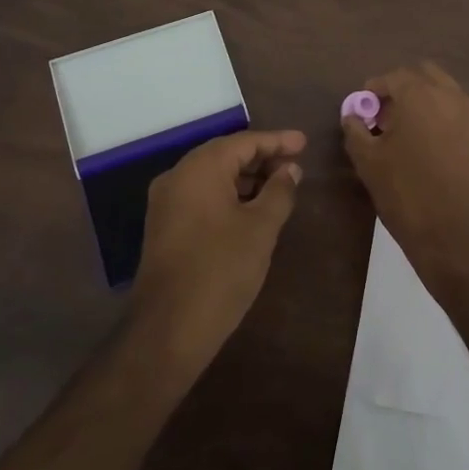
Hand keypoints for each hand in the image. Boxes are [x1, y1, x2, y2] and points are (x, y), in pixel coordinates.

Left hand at [131, 129, 305, 369]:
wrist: (168, 328)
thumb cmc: (221, 270)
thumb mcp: (260, 228)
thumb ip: (279, 192)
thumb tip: (290, 170)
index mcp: (200, 168)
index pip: (244, 142)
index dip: (277, 141)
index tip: (304, 143)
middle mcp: (178, 176)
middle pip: (225, 155)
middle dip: (261, 158)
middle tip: (295, 165)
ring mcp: (166, 202)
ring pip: (212, 176)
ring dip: (245, 178)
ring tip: (279, 187)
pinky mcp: (164, 226)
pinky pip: (201, 196)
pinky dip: (227, 195)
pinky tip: (251, 209)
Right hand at [343, 63, 468, 295]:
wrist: (458, 235)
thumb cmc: (407, 192)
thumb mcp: (368, 162)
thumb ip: (356, 131)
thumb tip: (352, 116)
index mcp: (419, 94)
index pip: (392, 77)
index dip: (373, 91)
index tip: (362, 111)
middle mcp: (448, 96)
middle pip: (422, 75)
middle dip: (401, 89)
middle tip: (384, 117)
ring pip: (442, 92)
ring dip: (422, 101)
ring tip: (402, 134)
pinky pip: (454, 113)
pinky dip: (438, 118)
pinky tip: (423, 148)